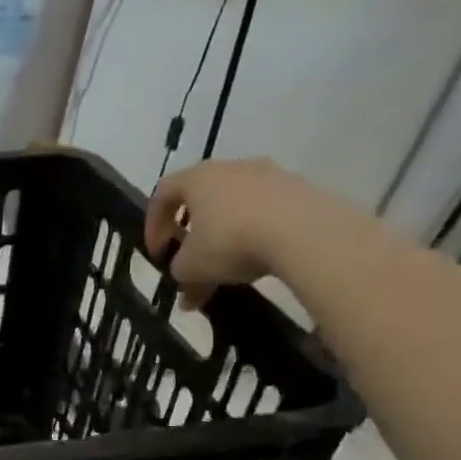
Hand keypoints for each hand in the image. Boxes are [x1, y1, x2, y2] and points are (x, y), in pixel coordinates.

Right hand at [143, 158, 331, 308]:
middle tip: (190, 256)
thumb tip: (187, 292)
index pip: (162, 194)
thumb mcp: (191, 267)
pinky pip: (267, 210)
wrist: (307, 233)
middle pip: (201, 196)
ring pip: (235, 203)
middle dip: (191, 229)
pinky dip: (256, 231)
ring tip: (227, 263)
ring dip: (225, 231)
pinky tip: (260, 257)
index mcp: (198, 178)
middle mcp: (232, 167)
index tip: (158, 253)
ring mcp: (270, 175)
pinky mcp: (301, 188)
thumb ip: (180, 274)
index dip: (153, 225)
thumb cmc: (231, 242)